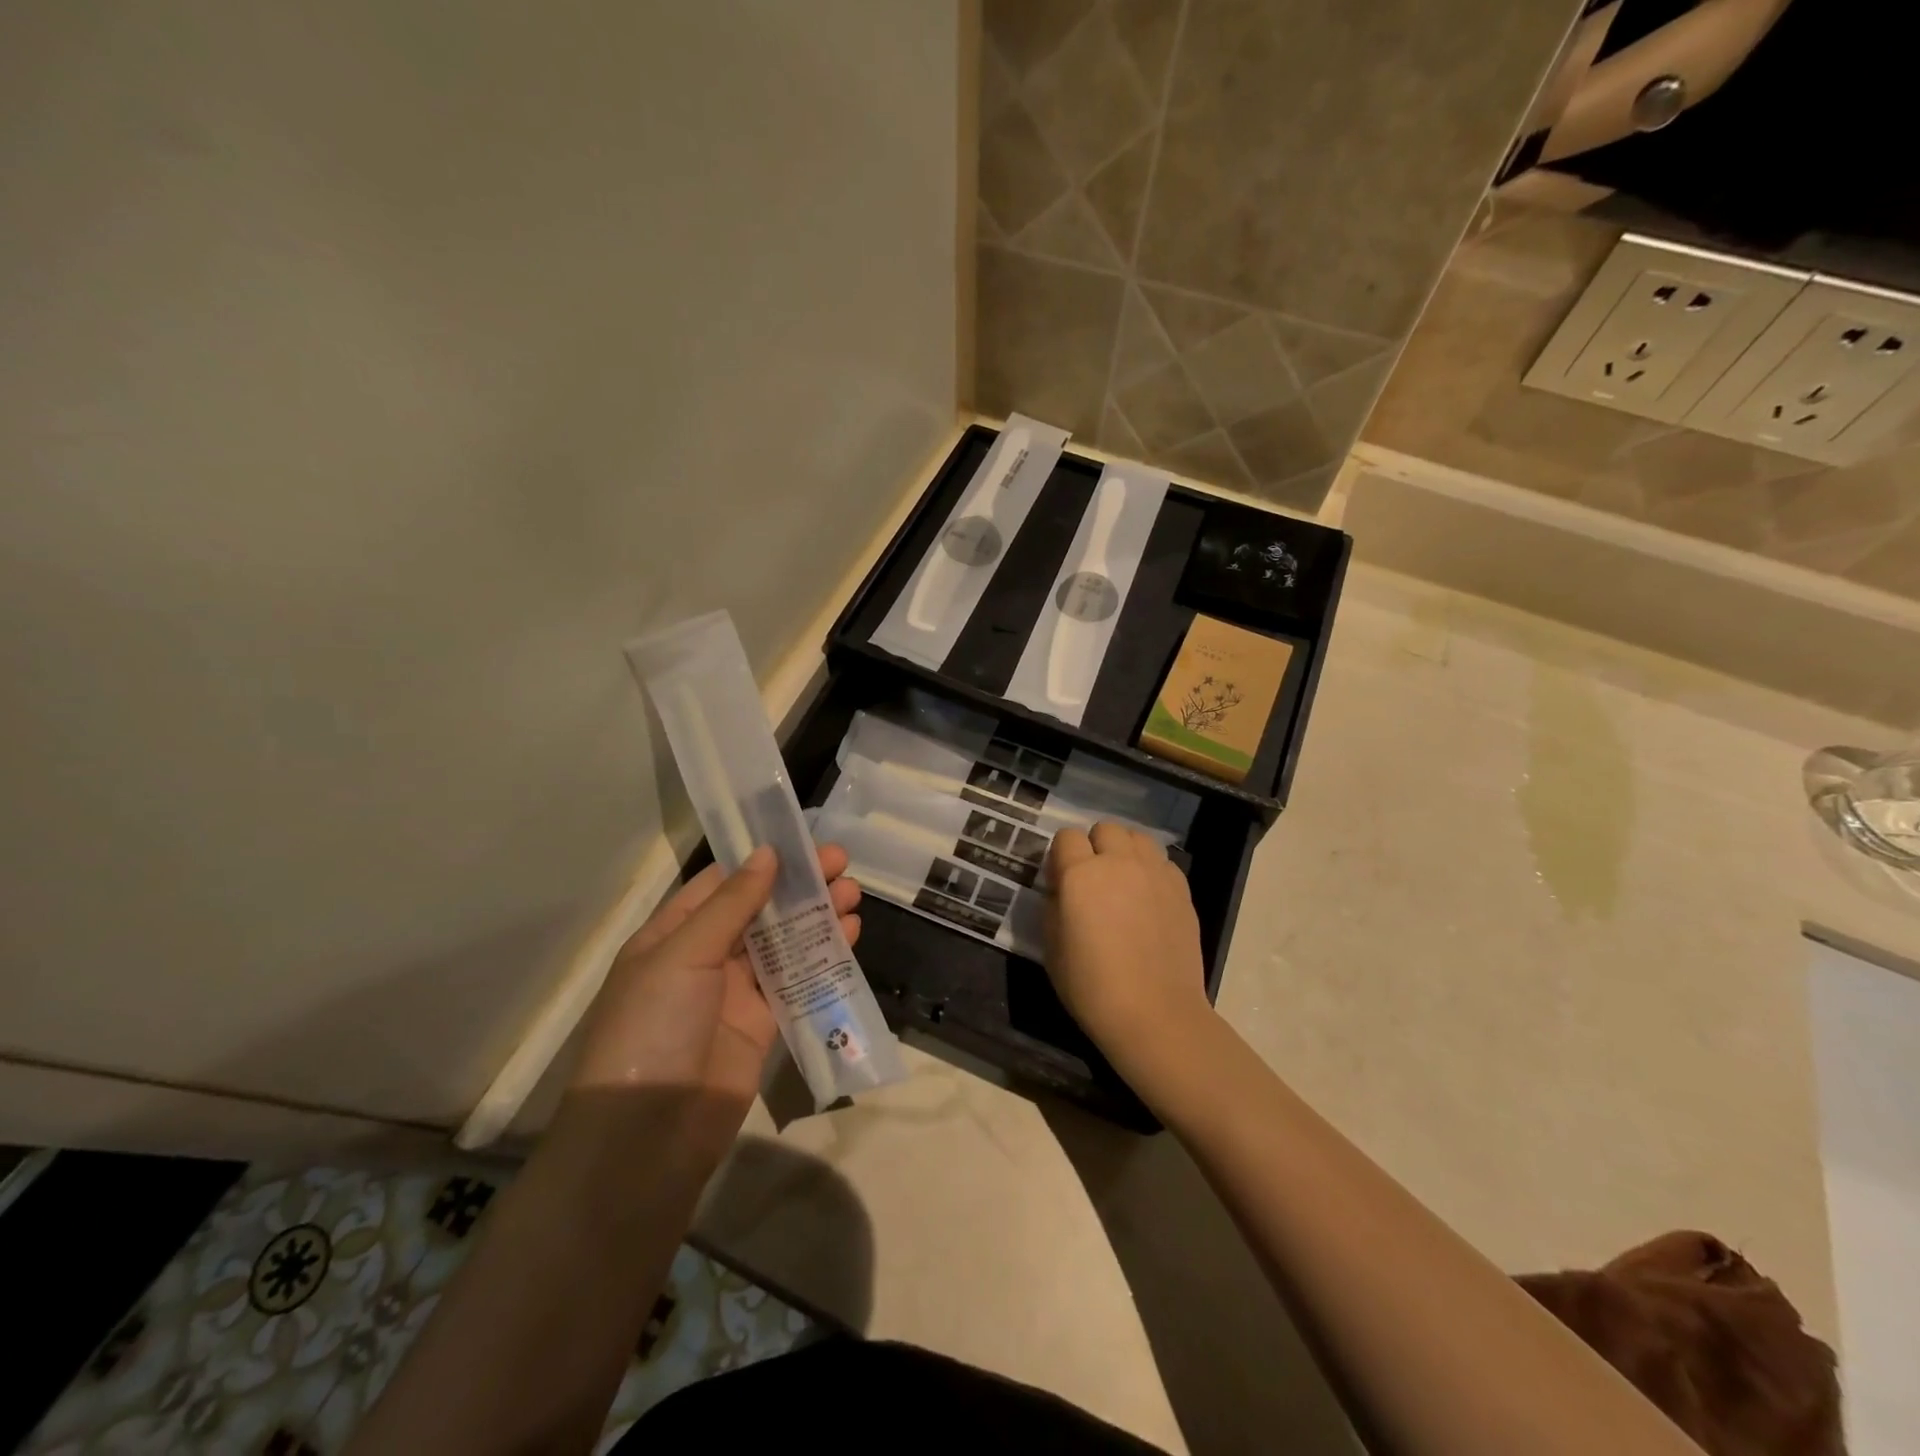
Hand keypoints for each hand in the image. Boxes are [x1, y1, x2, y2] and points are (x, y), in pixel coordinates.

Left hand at [573, 845, 861, 1111]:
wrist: (647, 1138)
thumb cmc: (653, 1029)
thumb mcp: (683, 956)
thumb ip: (731, 905)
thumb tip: (767, 854)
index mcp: (672, 935)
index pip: (722, 884)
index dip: (762, 859)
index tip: (804, 841)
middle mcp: (704, 958)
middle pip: (759, 909)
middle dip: (800, 885)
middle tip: (843, 863)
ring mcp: (735, 993)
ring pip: (783, 942)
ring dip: (817, 916)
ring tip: (854, 894)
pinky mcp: (763, 1024)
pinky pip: (796, 981)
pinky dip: (822, 957)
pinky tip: (850, 934)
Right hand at [1043, 822, 1212, 1080]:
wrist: (1154, 1013)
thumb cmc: (1092, 987)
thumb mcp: (1052, 947)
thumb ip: (1054, 905)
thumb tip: (1062, 888)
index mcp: (1080, 874)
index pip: (1066, 837)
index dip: (1061, 856)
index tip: (1061, 881)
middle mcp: (1119, 863)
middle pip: (1105, 828)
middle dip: (1095, 846)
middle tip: (1093, 879)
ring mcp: (1155, 873)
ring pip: (1137, 838)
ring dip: (1125, 851)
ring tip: (1122, 881)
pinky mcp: (1181, 889)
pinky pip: (1162, 861)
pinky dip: (1151, 870)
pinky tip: (1148, 898)